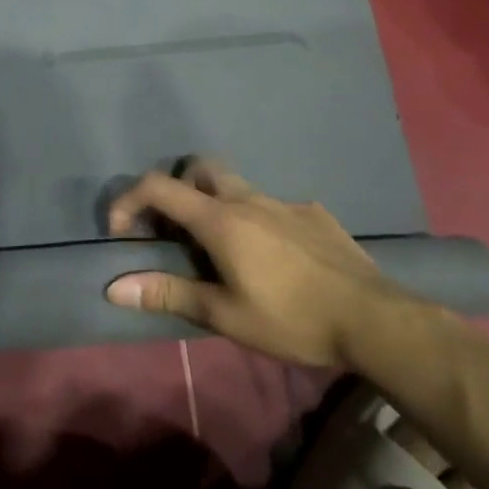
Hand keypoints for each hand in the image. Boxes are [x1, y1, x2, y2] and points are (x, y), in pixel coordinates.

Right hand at [103, 159, 412, 370]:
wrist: (375, 319)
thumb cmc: (292, 318)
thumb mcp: (224, 315)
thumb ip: (168, 293)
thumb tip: (113, 287)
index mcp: (220, 219)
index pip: (158, 187)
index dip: (128, 201)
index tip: (121, 232)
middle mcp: (248, 199)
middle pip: (199, 169)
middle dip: (176, 190)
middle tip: (174, 231)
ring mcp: (284, 203)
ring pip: (237, 187)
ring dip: (216, 206)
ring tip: (221, 249)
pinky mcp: (314, 215)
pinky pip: (273, 206)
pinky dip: (257, 221)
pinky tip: (273, 257)